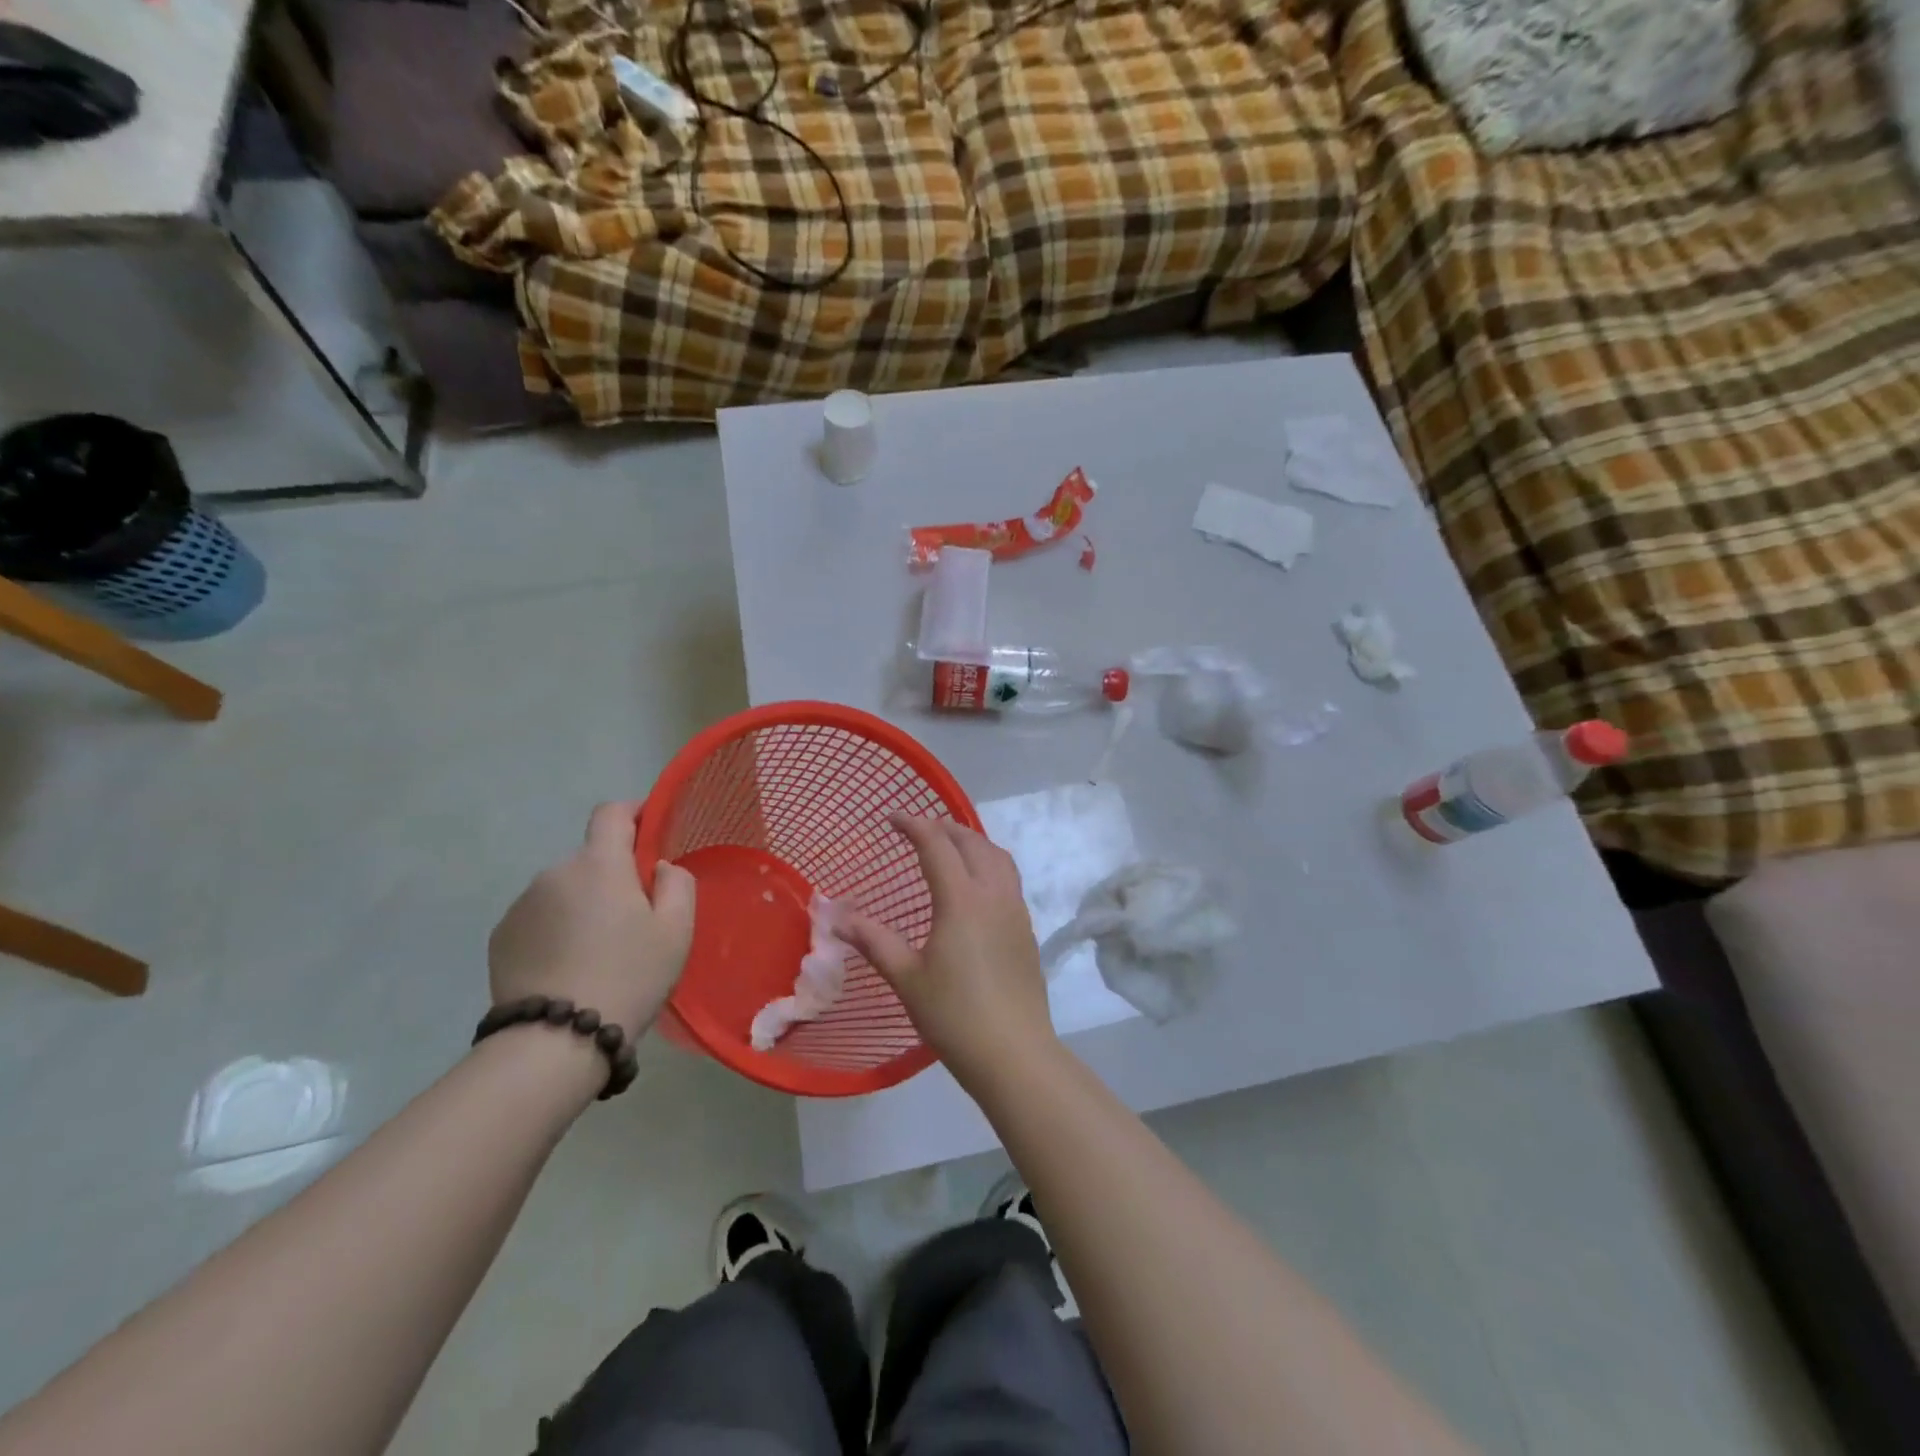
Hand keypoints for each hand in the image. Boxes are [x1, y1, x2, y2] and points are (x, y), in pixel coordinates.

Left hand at [488, 801, 696, 1036]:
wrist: (555, 1040)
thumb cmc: (629, 976)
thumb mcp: (677, 930)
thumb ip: (677, 884)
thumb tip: (659, 867)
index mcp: (599, 864)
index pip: (611, 813)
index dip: (633, 813)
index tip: (650, 832)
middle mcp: (555, 872)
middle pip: (591, 859)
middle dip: (612, 876)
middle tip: (633, 920)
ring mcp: (522, 905)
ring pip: (564, 890)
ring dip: (582, 905)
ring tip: (597, 952)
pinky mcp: (500, 937)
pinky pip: (539, 918)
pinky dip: (556, 929)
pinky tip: (568, 967)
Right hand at [841, 814, 1058, 1088]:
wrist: (1014, 1053)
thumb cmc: (954, 1015)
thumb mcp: (906, 978)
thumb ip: (874, 942)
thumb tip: (837, 918)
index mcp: (961, 900)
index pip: (937, 845)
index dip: (914, 825)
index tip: (892, 818)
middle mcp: (993, 894)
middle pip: (972, 842)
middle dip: (945, 828)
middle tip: (918, 829)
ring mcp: (1016, 910)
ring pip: (997, 857)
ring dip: (972, 841)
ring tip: (950, 846)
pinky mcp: (1027, 929)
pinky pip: (1009, 878)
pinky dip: (989, 863)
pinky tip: (975, 885)